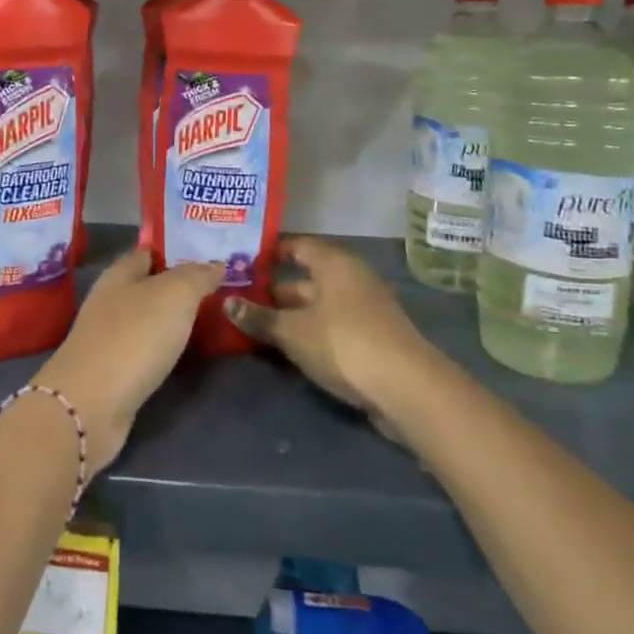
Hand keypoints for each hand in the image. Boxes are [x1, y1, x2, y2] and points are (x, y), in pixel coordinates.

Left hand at [33, 251, 222, 478]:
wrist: (91, 404)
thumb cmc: (134, 336)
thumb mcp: (174, 295)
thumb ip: (197, 276)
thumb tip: (216, 264)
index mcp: (120, 274)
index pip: (150, 252)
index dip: (177, 250)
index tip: (210, 256)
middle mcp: (110, 301)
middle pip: (149, 286)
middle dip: (179, 287)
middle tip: (219, 290)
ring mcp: (108, 338)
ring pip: (147, 319)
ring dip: (172, 320)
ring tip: (210, 320)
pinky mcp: (111, 372)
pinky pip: (145, 350)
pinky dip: (164, 349)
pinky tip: (183, 353)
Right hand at [223, 236, 435, 434]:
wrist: (406, 387)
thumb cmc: (344, 343)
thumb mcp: (293, 331)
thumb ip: (260, 317)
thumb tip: (227, 302)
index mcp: (334, 263)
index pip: (297, 245)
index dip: (270, 252)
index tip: (241, 261)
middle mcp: (351, 278)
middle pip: (306, 278)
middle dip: (274, 290)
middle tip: (239, 298)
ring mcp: (364, 309)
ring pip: (318, 305)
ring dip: (290, 316)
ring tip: (255, 325)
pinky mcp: (371, 338)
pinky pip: (331, 326)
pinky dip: (309, 333)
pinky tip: (286, 348)